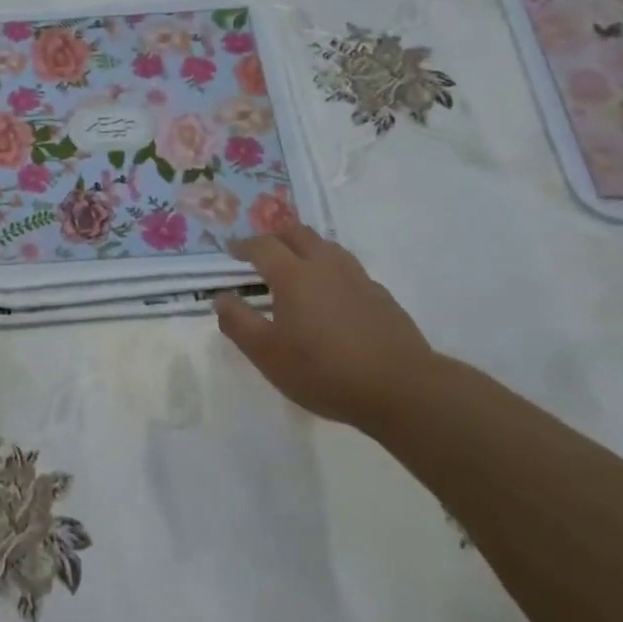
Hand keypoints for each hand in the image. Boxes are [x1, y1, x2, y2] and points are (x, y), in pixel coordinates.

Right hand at [215, 226, 435, 430]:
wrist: (401, 388)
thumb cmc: (324, 371)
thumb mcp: (267, 354)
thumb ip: (239, 322)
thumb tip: (221, 297)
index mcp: (294, 275)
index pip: (263, 246)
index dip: (244, 245)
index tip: (231, 251)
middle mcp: (325, 266)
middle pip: (298, 234)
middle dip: (275, 237)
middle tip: (261, 252)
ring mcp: (358, 278)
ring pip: (326, 246)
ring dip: (304, 247)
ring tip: (294, 266)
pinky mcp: (380, 296)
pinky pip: (347, 268)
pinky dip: (329, 269)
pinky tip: (329, 294)